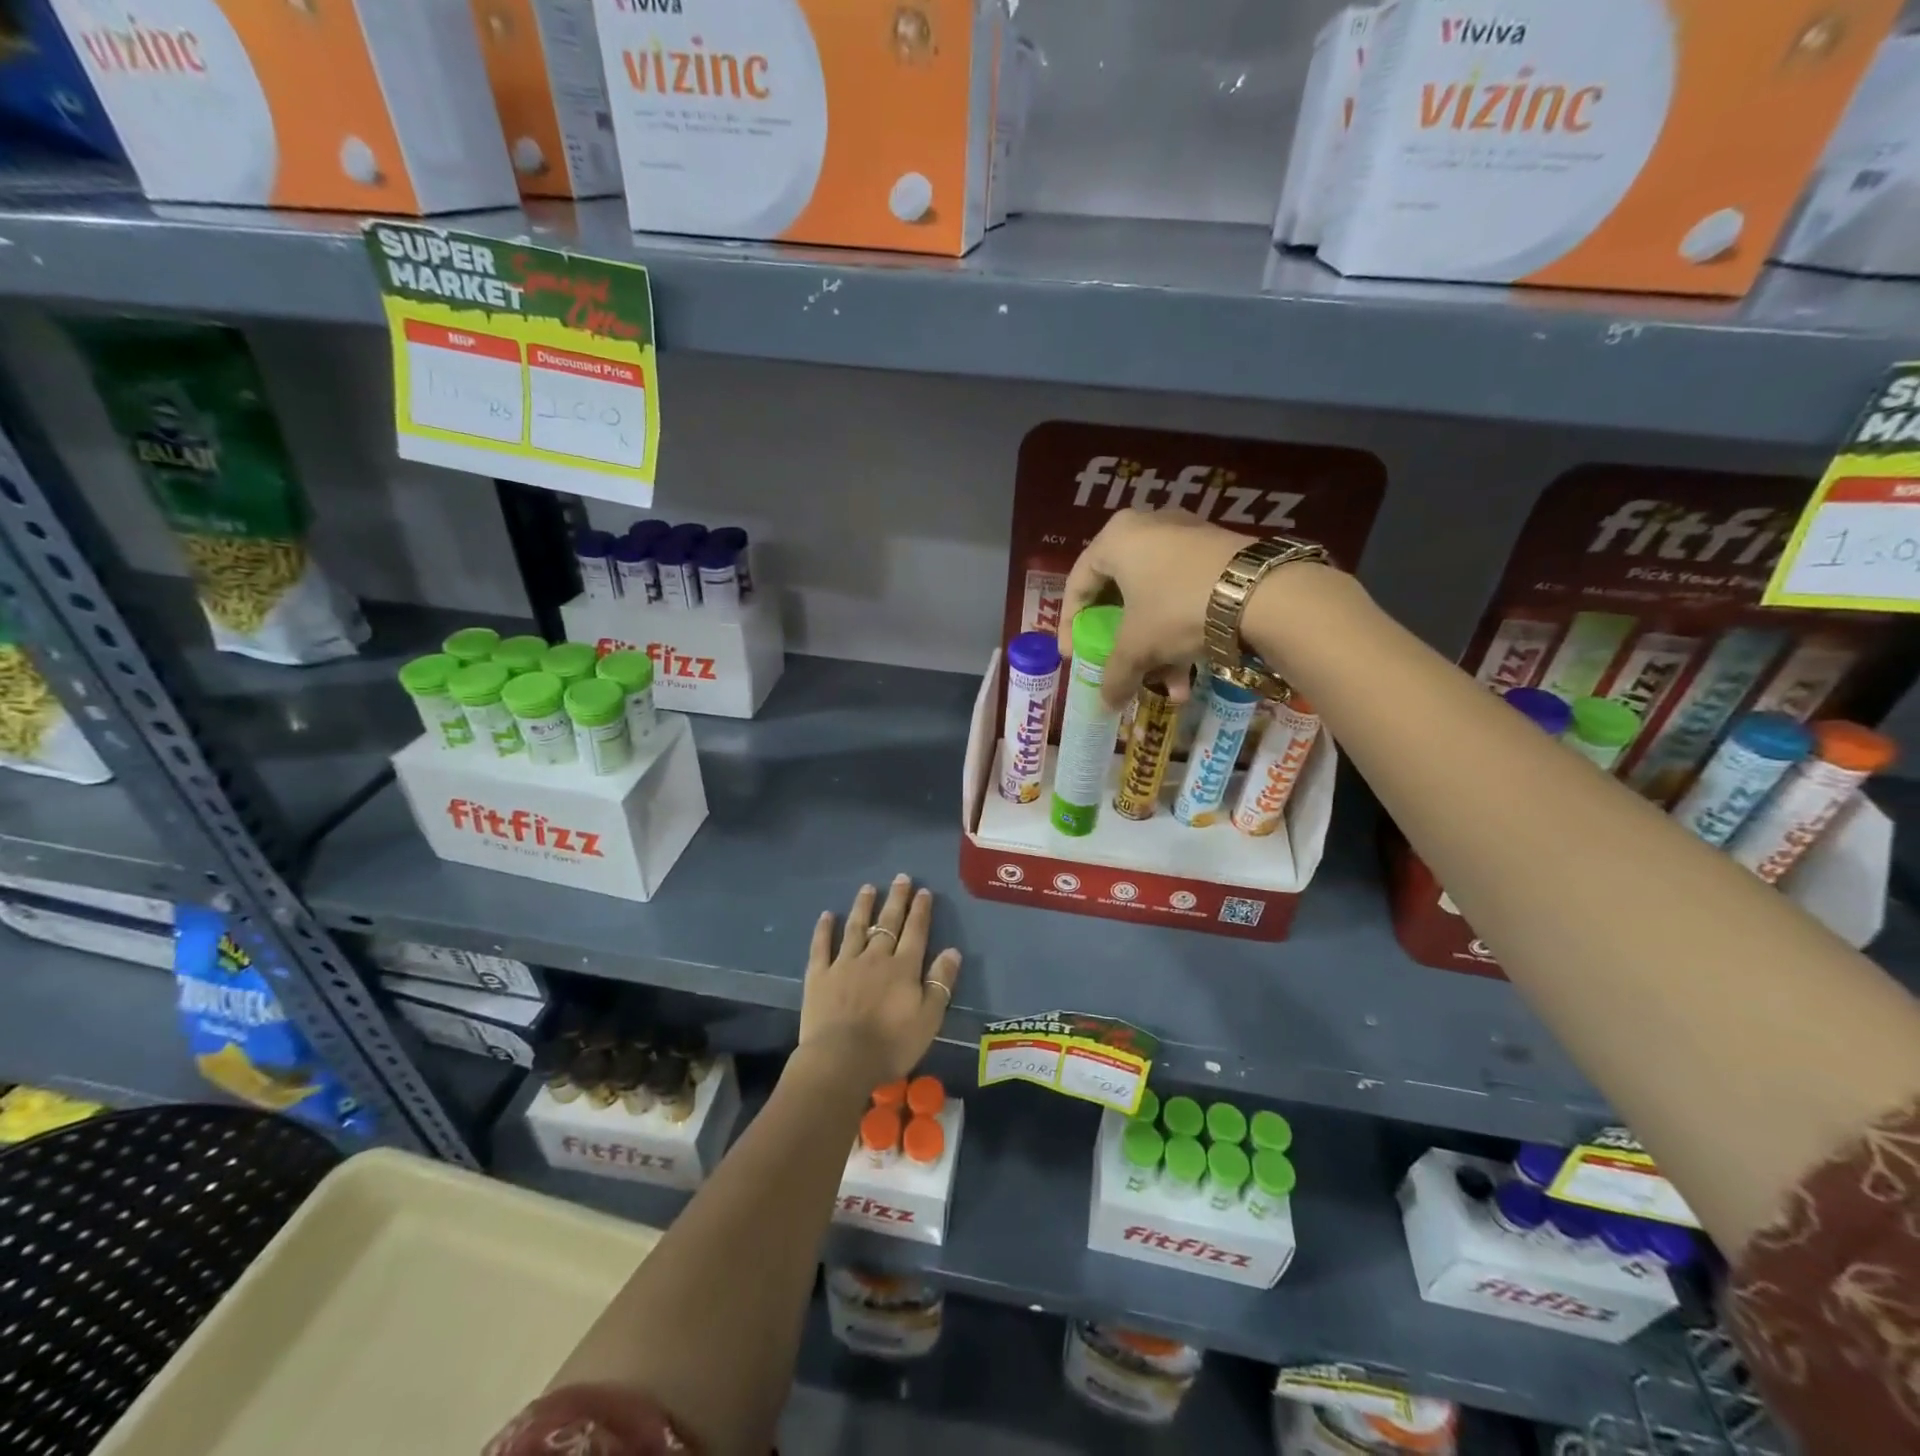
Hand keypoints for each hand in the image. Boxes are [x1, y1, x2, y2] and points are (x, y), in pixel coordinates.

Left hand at [799, 875, 961, 1087]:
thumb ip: (940, 983)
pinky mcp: (819, 976)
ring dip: (863, 906)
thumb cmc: (891, 1044)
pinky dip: (824, 930)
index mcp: (903, 967)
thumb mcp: (929, 1018)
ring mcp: (845, 963)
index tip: (923, 891)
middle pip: (888, 922)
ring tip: (868, 887)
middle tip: (901, 878)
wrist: (842, 1060)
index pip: (916, 932)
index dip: (920, 911)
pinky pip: (821, 947)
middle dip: (896, 899)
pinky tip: (827, 915)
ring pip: (856, 927)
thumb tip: (952, 951)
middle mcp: (875, 957)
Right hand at [1058, 509, 1247, 708]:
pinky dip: (1182, 632)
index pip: (1078, 584)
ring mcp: (1186, 537)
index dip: (1071, 625)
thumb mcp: (1138, 647)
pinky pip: (1184, 595)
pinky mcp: (1217, 553)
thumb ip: (1115, 675)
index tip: (1074, 655)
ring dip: (1157, 647)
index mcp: (1115, 538)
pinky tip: (1191, 675)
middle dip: (1121, 641)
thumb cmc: (1176, 608)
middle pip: (1120, 594)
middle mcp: (1147, 527)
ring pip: (1156, 600)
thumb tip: (1105, 704)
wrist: (1260, 593)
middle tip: (1118, 664)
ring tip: (1168, 685)